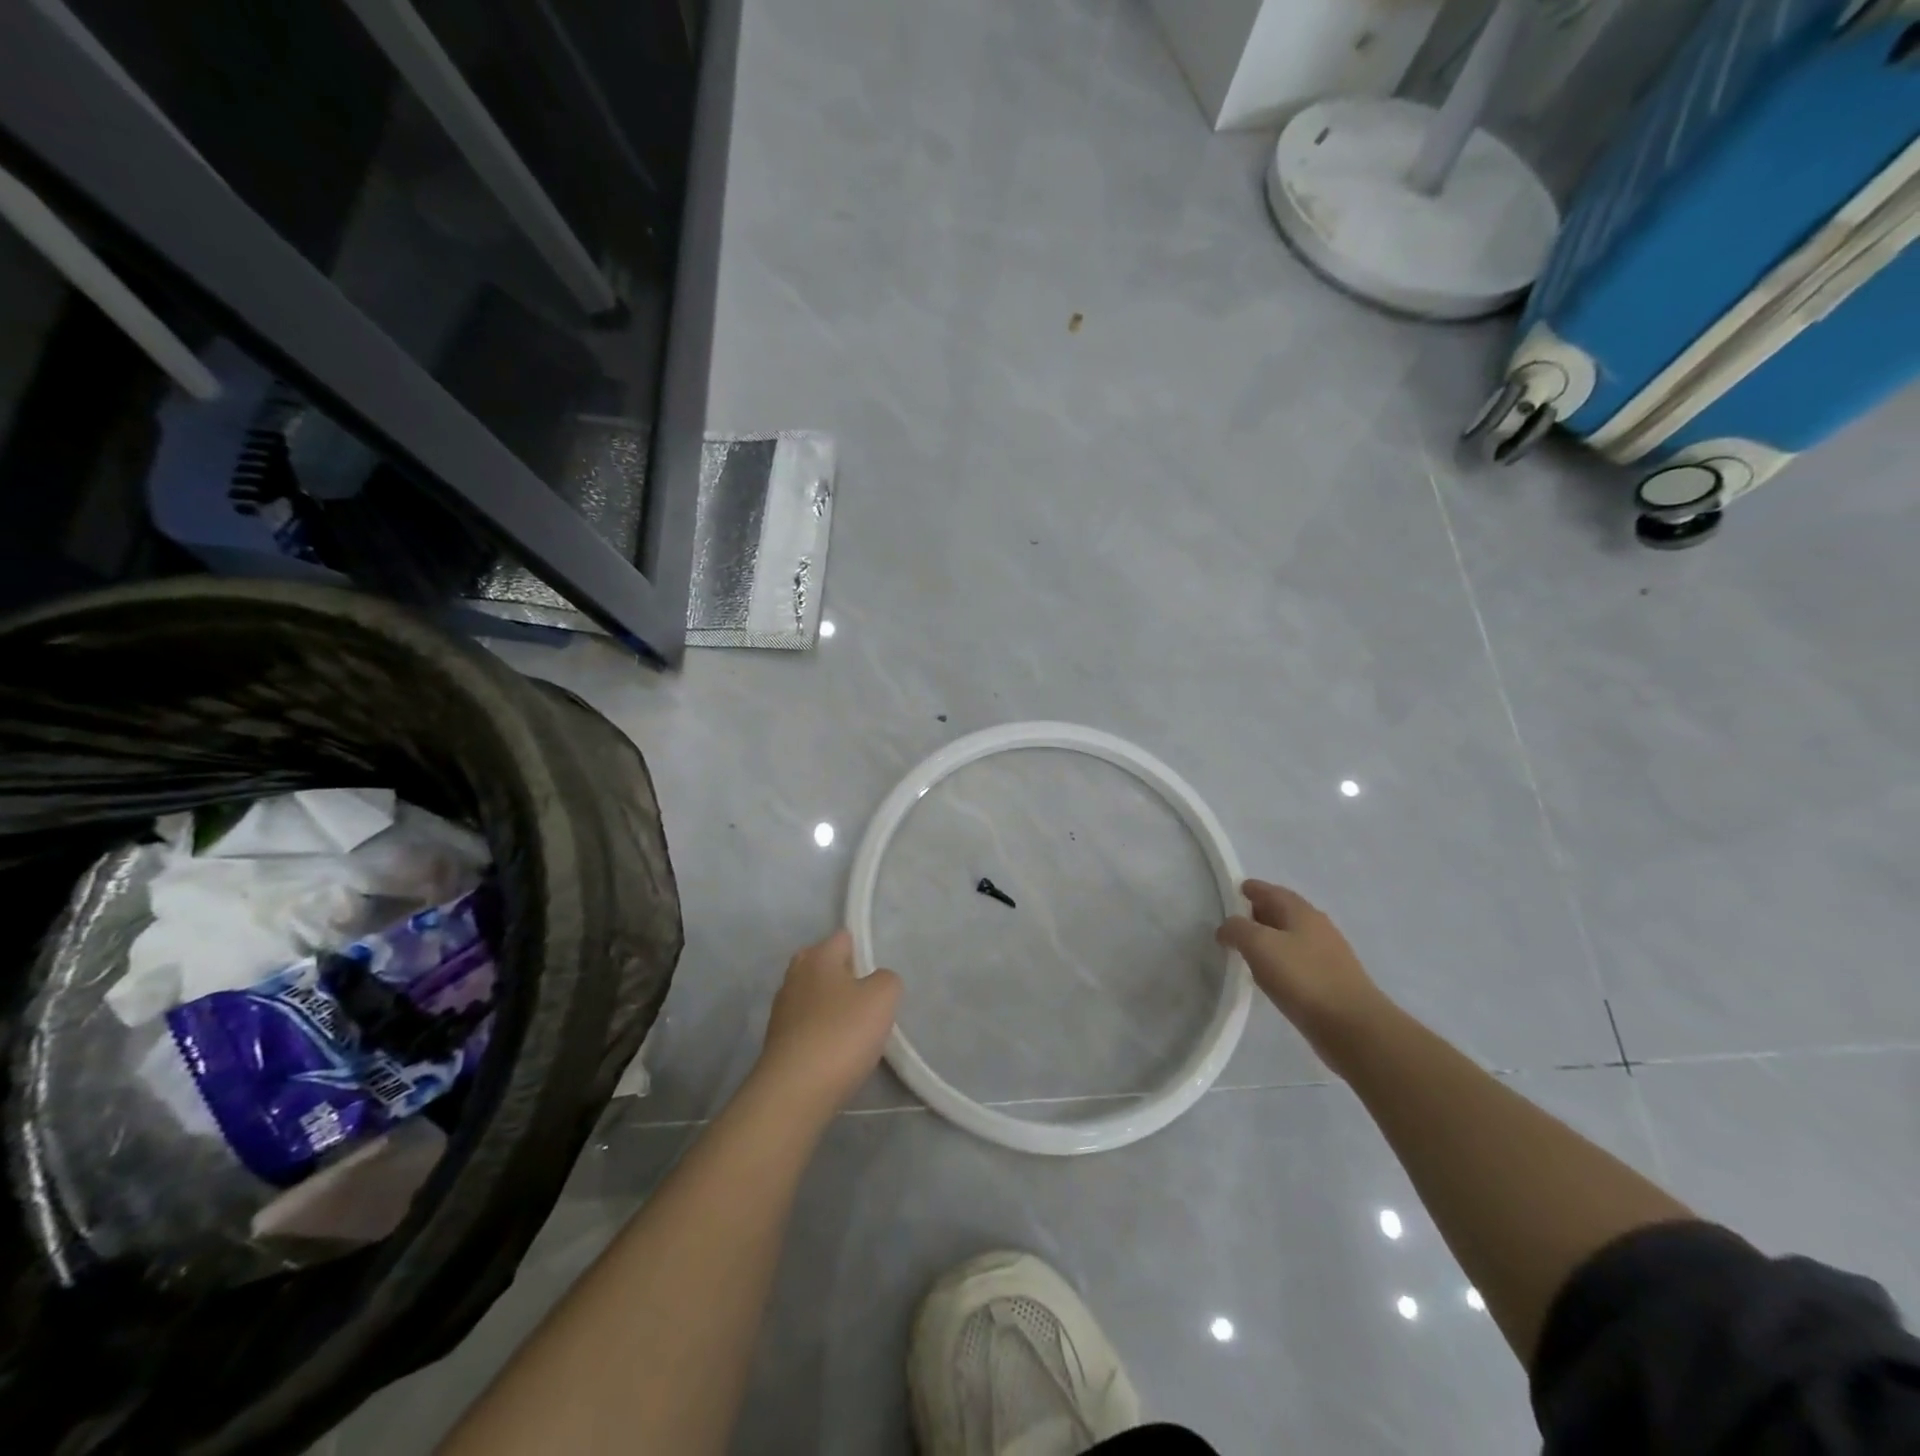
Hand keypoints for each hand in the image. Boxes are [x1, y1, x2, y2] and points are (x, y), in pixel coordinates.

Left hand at [755, 930, 901, 1114]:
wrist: (794, 1092)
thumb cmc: (841, 1034)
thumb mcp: (883, 997)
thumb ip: (887, 979)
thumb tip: (876, 982)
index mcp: (817, 956)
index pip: (844, 938)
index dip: (864, 952)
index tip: (878, 977)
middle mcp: (794, 975)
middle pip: (825, 966)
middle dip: (846, 978)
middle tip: (869, 1001)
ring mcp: (781, 1009)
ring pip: (815, 997)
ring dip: (833, 1008)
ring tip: (855, 1032)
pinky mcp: (777, 1041)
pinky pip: (807, 1026)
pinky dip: (821, 1033)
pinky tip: (836, 1053)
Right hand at [1217, 880, 1388, 1062]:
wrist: (1352, 1026)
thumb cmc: (1302, 978)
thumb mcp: (1259, 945)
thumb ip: (1237, 929)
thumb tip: (1226, 928)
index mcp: (1301, 912)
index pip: (1270, 891)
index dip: (1250, 889)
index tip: (1232, 892)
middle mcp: (1317, 927)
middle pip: (1282, 911)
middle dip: (1258, 913)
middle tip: (1234, 923)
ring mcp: (1327, 954)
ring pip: (1291, 937)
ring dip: (1269, 939)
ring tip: (1247, 950)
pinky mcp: (1331, 980)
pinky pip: (1298, 961)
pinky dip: (1281, 960)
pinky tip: (1270, 975)